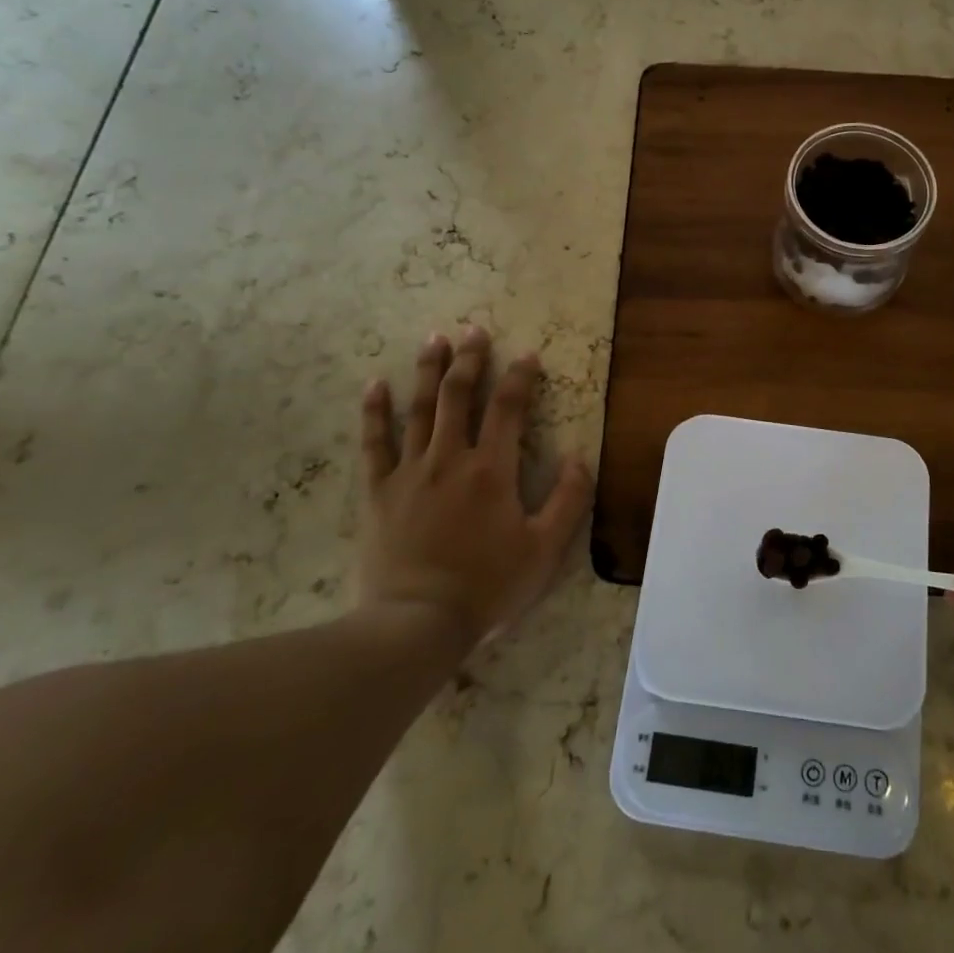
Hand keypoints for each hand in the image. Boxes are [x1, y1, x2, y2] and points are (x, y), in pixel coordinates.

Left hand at [356, 326, 593, 643]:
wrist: (417, 623)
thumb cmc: (488, 586)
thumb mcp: (545, 550)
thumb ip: (569, 500)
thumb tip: (580, 457)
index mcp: (492, 470)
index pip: (508, 409)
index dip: (520, 377)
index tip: (528, 355)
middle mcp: (450, 459)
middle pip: (459, 396)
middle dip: (470, 360)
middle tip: (474, 329)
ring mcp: (410, 472)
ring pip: (419, 410)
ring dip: (428, 371)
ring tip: (435, 339)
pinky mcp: (379, 492)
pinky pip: (374, 443)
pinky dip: (374, 412)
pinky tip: (374, 384)